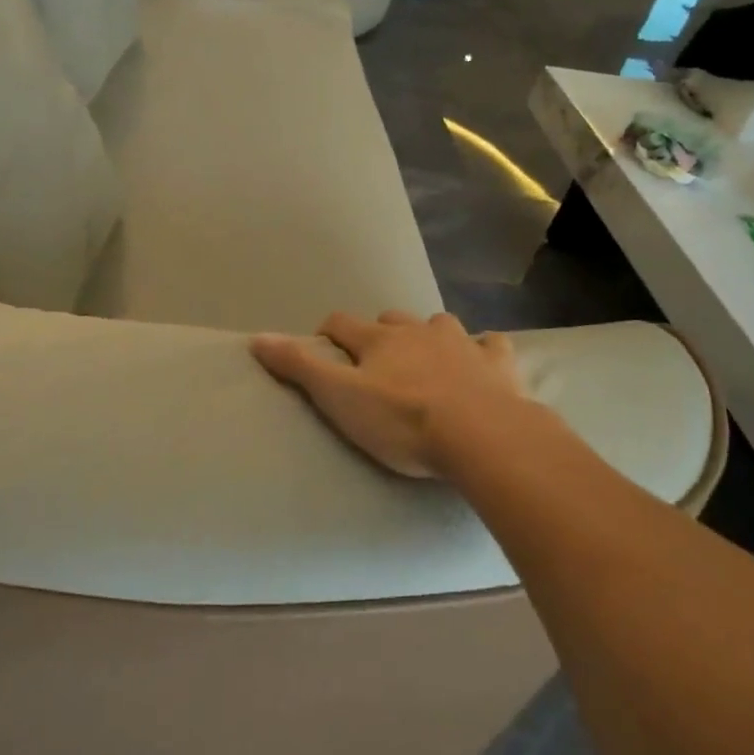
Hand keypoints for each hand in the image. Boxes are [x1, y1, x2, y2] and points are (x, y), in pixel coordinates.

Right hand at [251, 311, 528, 478]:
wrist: (481, 434)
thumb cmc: (402, 420)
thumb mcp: (339, 398)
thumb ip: (299, 367)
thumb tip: (256, 337)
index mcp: (379, 340)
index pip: (342, 324)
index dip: (329, 332)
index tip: (324, 346)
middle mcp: (418, 331)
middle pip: (391, 320)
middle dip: (380, 333)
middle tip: (376, 362)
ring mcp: (461, 343)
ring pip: (440, 325)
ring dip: (430, 336)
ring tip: (428, 360)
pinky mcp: (497, 362)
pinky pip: (491, 345)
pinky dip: (483, 350)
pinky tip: (483, 361)